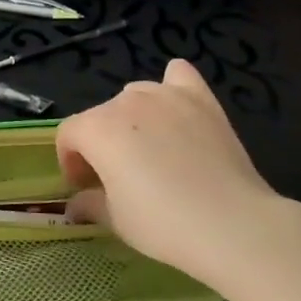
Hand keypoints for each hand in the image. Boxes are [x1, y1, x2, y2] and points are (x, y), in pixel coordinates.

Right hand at [57, 58, 282, 288]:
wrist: (232, 223)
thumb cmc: (163, 223)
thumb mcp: (116, 220)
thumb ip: (89, 204)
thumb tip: (76, 204)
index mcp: (97, 129)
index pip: (69, 134)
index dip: (71, 161)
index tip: (85, 187)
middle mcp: (126, 101)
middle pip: (100, 115)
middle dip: (101, 143)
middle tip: (117, 177)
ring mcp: (165, 95)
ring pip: (135, 95)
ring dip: (132, 118)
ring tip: (150, 149)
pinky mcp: (200, 99)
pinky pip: (178, 76)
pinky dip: (172, 86)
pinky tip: (177, 109)